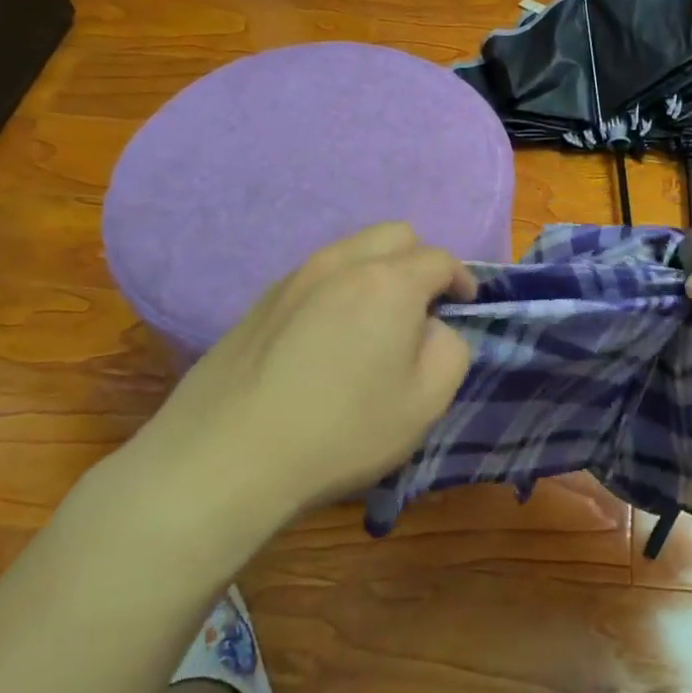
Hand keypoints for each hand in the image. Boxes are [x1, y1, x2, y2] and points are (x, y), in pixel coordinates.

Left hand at [81, 223, 474, 576]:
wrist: (226, 457)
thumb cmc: (341, 431)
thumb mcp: (426, 401)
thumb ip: (450, 348)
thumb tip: (433, 327)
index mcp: (389, 281)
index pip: (440, 259)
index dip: (462, 279)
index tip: (466, 306)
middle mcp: (341, 263)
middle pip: (395, 235)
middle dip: (419, 262)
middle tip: (422, 308)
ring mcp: (295, 277)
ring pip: (352, 249)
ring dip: (378, 271)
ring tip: (375, 322)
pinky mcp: (261, 300)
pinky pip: (317, 273)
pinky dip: (339, 287)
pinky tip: (328, 337)